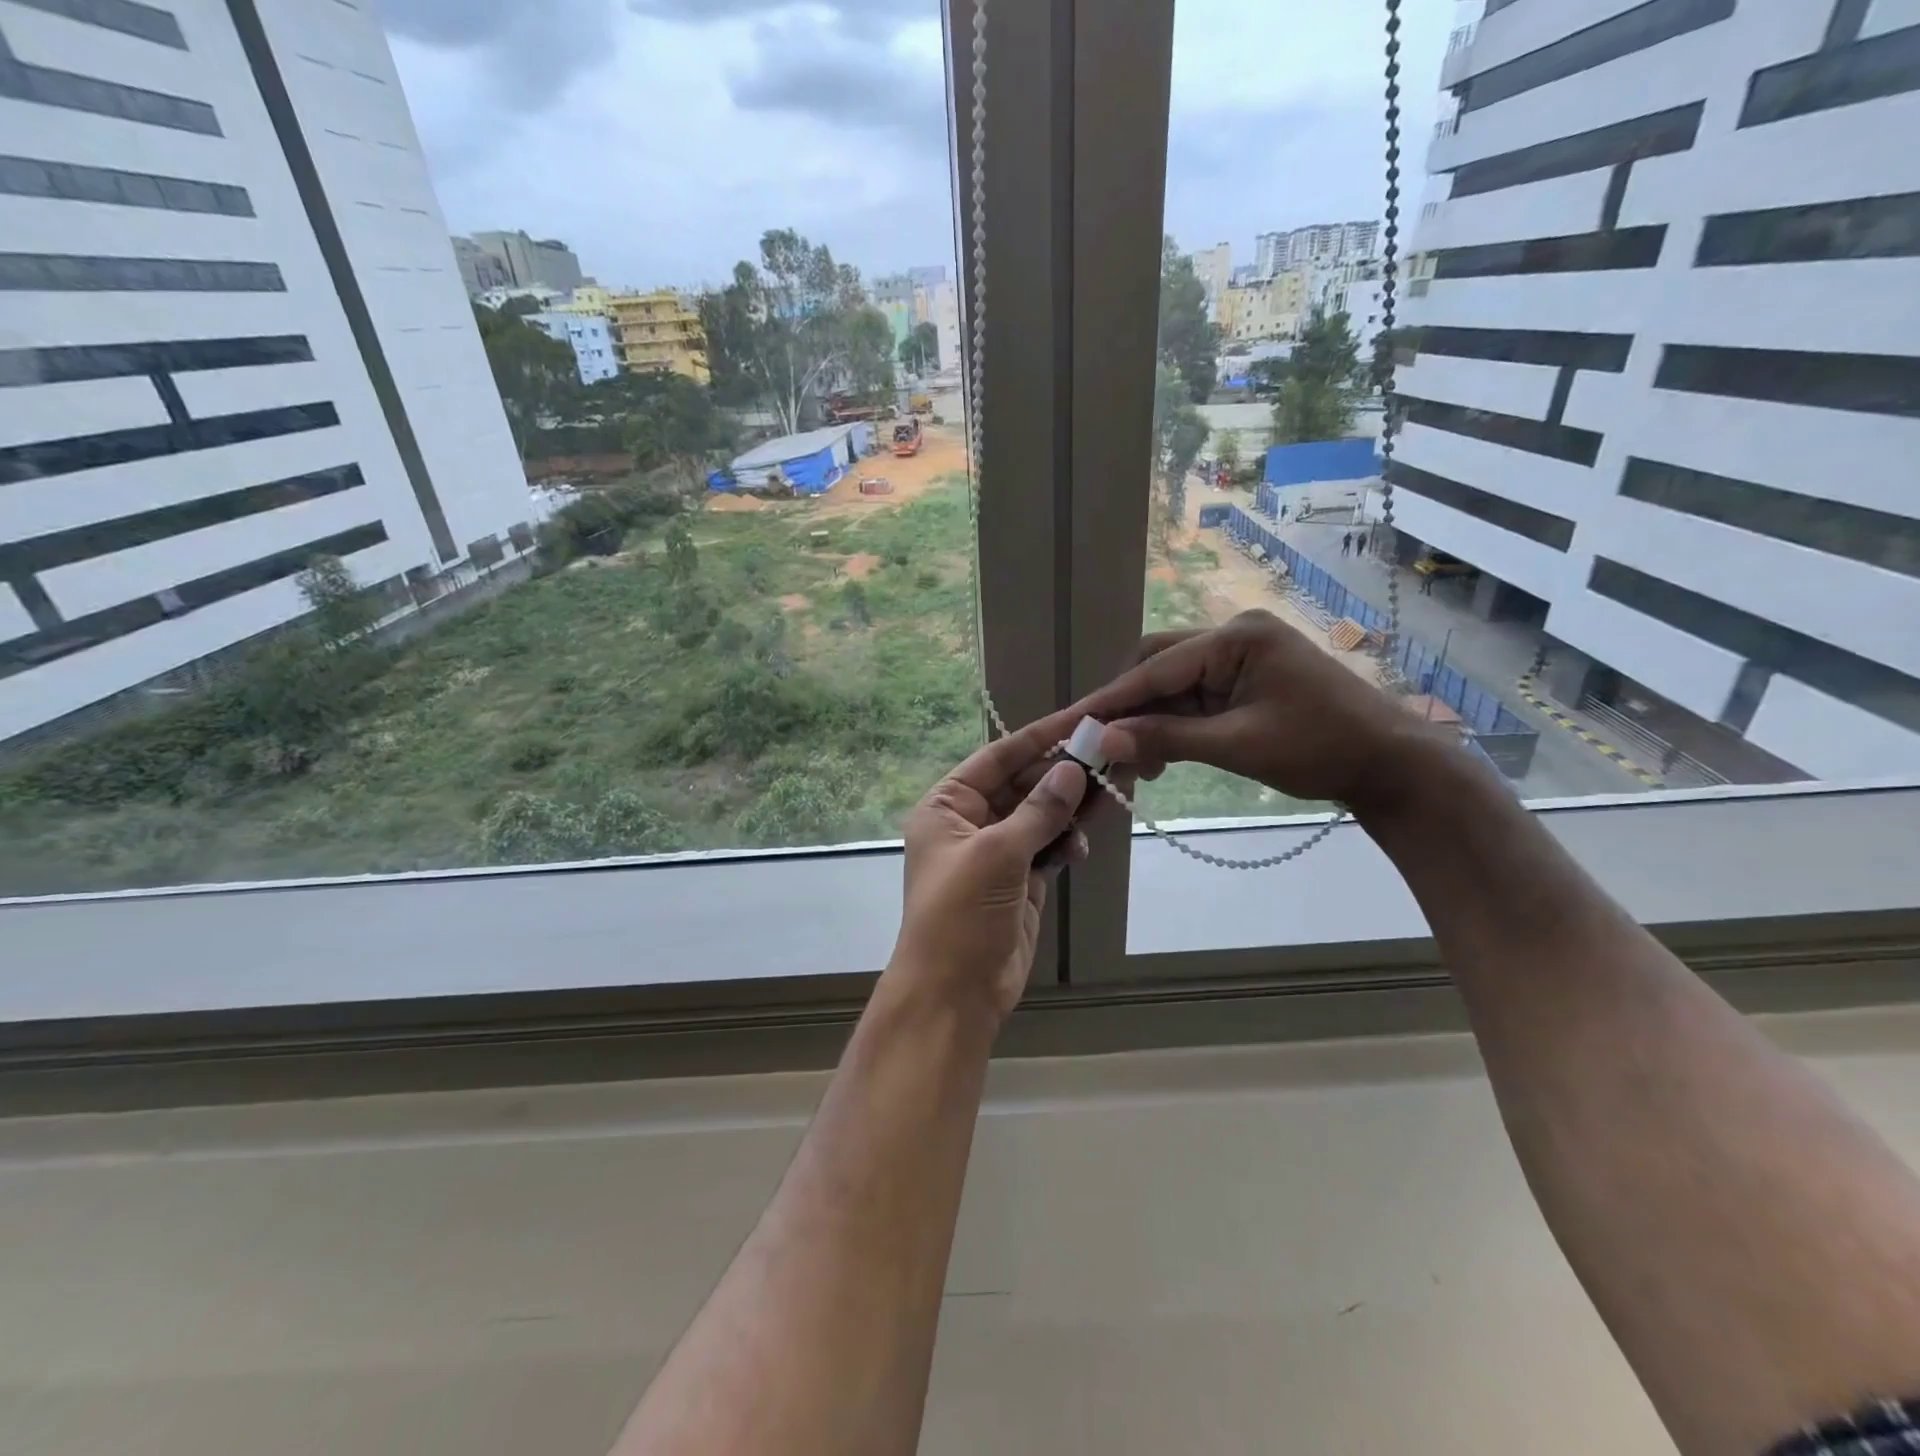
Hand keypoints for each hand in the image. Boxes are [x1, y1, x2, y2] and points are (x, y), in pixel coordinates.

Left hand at [888, 711, 1093, 1023]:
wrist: (954, 994)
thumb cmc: (960, 914)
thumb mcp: (997, 854)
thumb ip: (1038, 811)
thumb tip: (1072, 769)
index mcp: (947, 806)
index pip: (998, 758)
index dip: (1039, 738)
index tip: (1080, 718)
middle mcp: (970, 822)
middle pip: (1023, 784)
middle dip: (1063, 773)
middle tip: (1111, 754)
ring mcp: (997, 852)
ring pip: (1041, 815)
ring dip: (1072, 806)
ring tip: (1111, 791)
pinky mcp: (1020, 880)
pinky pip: (1049, 847)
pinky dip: (1067, 841)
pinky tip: (1083, 843)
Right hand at [1074, 609, 1450, 812]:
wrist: (1390, 763)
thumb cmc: (1320, 749)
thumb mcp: (1238, 745)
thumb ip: (1168, 737)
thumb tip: (1104, 740)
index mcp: (1236, 637)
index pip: (1157, 667)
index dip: (1112, 699)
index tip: (1073, 724)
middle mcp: (1233, 635)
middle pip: (1158, 664)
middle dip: (1129, 705)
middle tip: (1100, 745)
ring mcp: (1241, 655)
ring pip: (1173, 682)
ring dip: (1150, 719)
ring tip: (1130, 762)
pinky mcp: (1246, 677)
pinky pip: (1195, 696)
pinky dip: (1174, 723)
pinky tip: (1159, 754)